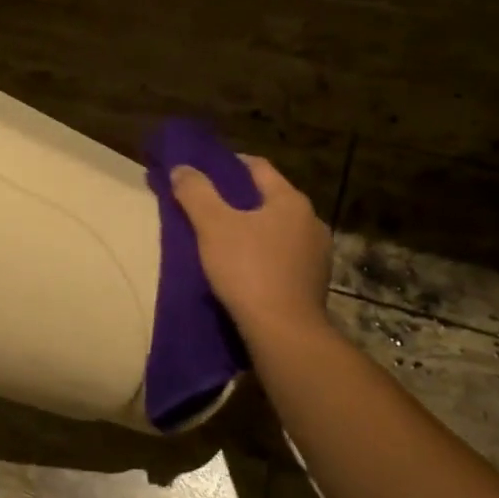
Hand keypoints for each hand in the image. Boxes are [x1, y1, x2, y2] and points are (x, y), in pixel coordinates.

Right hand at [171, 156, 331, 339]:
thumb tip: (181, 168)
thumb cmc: (248, 270)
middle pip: (268, 199)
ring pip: (276, 229)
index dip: (228, 164)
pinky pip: (282, 257)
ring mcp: (317, 255)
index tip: (202, 171)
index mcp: (291, 201)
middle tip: (206, 205)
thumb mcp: (213, 226)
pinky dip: (262, 254)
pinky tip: (242, 268)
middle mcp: (311, 221)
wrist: (284, 333)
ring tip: (221, 239)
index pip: (257, 167)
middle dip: (238, 199)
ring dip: (251, 229)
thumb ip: (195, 192)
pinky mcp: (313, 283)